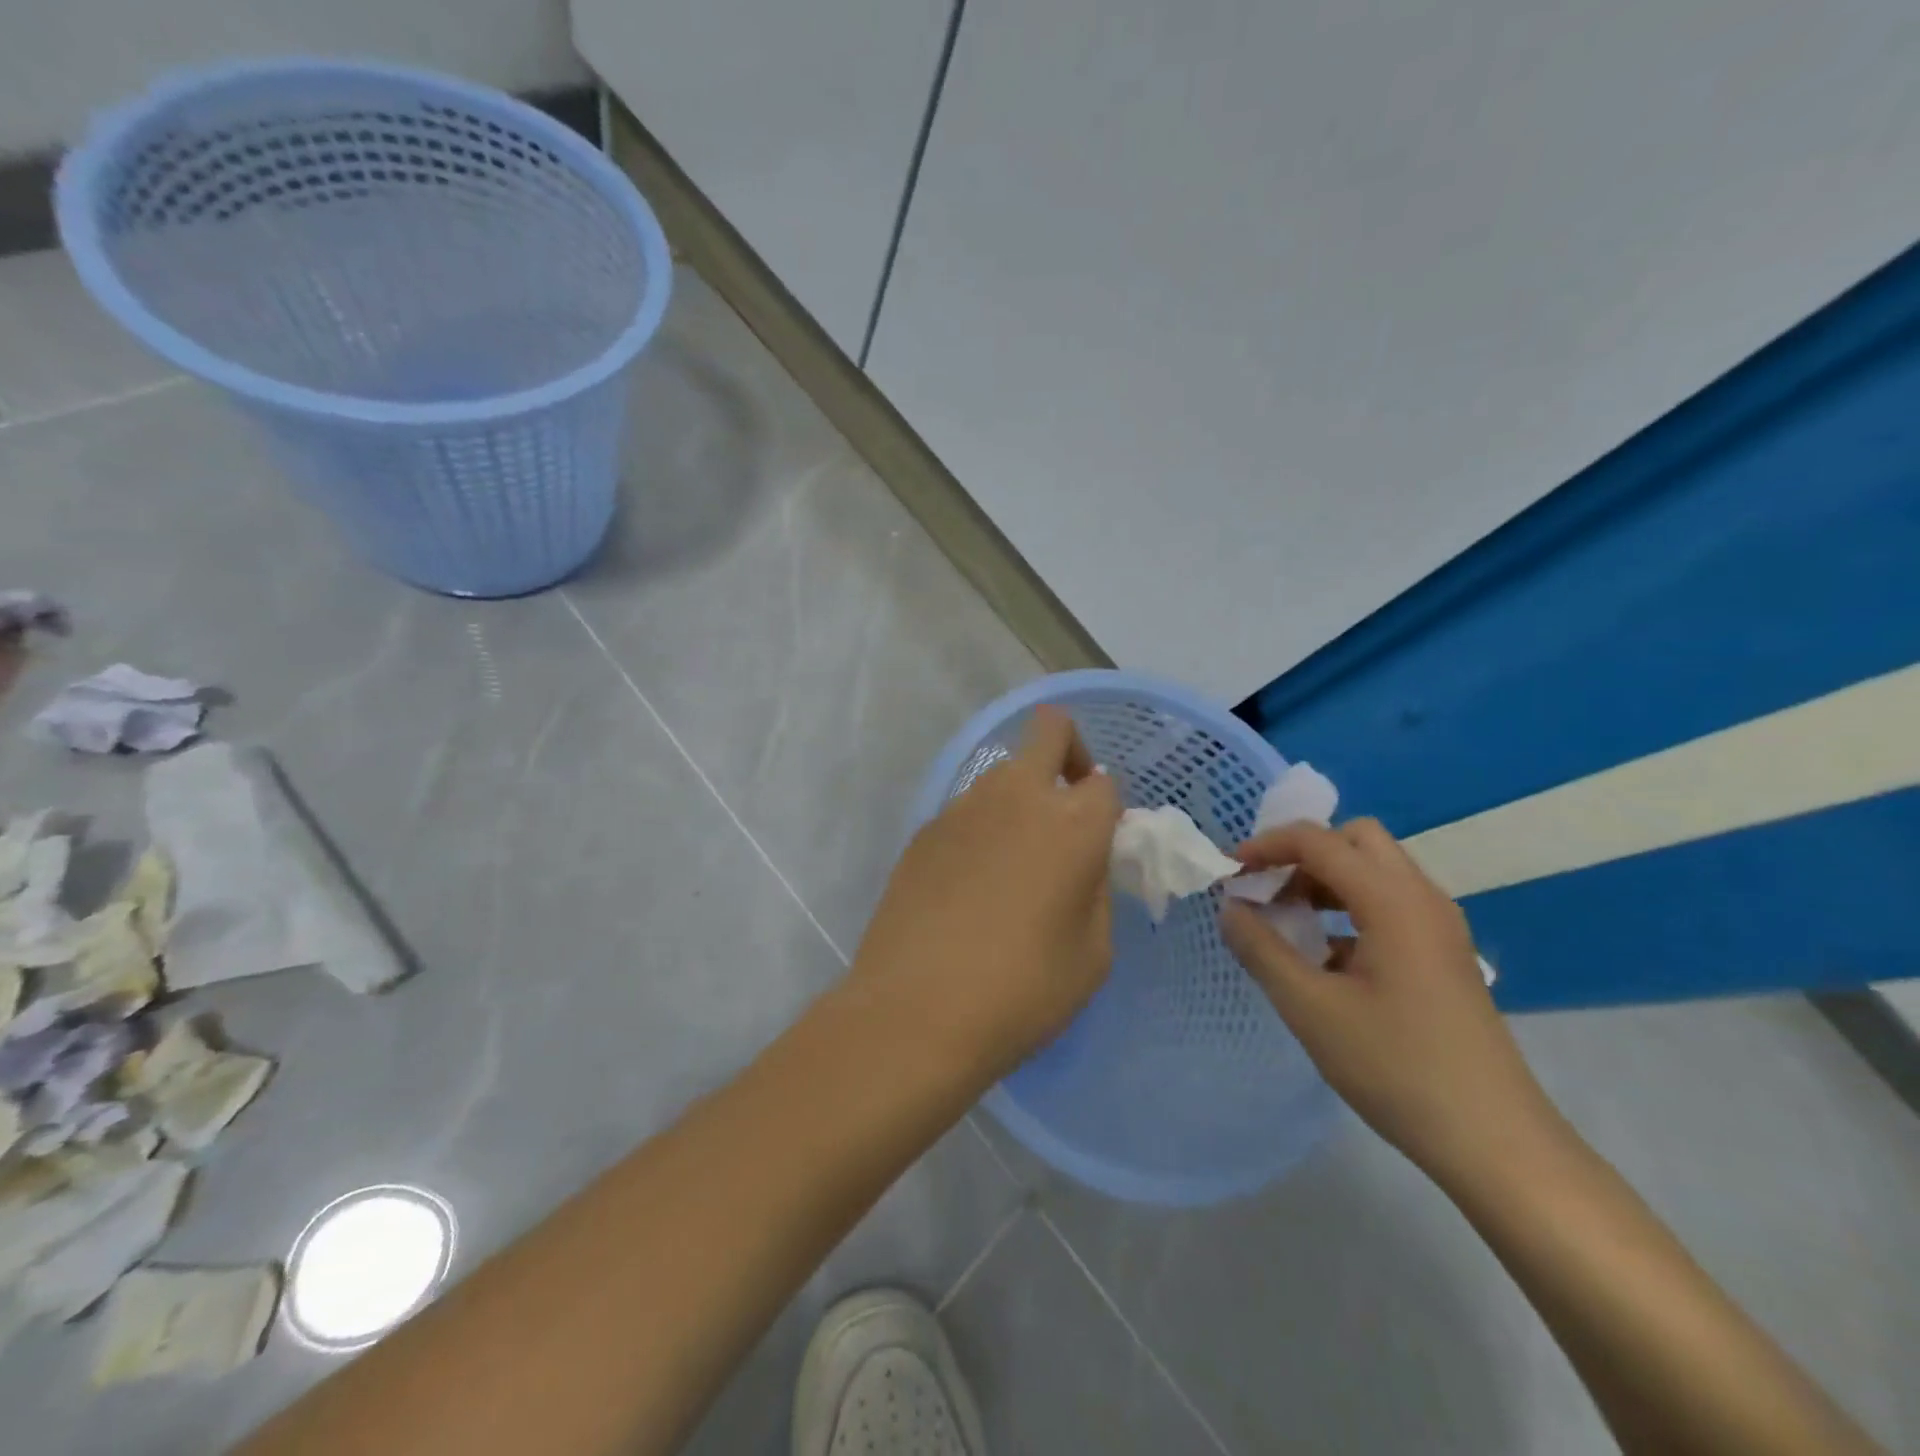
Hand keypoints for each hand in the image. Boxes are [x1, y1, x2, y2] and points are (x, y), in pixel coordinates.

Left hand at [848, 707, 1122, 1085]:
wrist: (914, 1013)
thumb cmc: (1022, 991)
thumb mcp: (1093, 953)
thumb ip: (1096, 888)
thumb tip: (1084, 859)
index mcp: (1071, 822)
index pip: (1103, 780)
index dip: (1107, 807)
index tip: (1099, 843)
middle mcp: (1015, 796)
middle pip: (1048, 730)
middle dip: (1066, 751)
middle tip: (1065, 809)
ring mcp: (961, 807)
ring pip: (1002, 775)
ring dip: (1019, 799)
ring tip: (1011, 868)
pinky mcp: (922, 830)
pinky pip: (966, 812)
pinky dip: (980, 831)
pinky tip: (968, 889)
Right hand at [1220, 819, 1564, 1186]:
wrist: (1495, 1142)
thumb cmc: (1397, 1068)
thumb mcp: (1311, 1008)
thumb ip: (1261, 949)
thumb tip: (1230, 908)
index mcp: (1392, 900)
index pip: (1319, 841)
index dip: (1266, 846)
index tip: (1228, 873)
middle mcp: (1422, 898)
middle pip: (1355, 840)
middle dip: (1302, 854)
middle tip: (1266, 891)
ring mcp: (1439, 927)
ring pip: (1374, 871)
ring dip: (1324, 880)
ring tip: (1286, 922)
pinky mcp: (1443, 955)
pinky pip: (1389, 904)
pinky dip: (1347, 908)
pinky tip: (1324, 958)